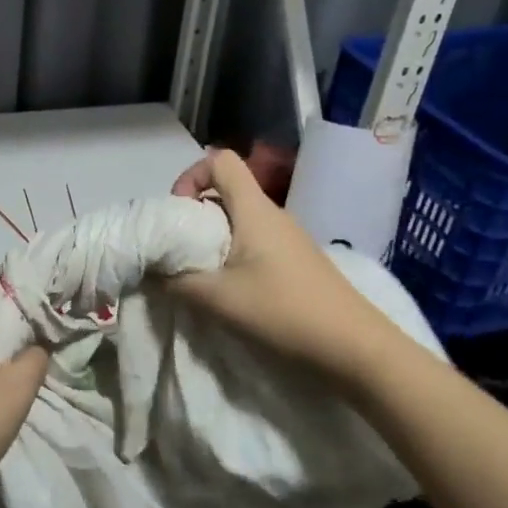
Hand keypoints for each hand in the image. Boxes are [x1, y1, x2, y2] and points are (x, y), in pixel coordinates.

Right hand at [165, 148, 398, 388]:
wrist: (355, 348)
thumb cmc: (283, 311)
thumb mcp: (218, 299)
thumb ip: (177, 281)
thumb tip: (152, 271)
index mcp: (254, 209)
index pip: (221, 160)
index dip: (192, 176)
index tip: (177, 212)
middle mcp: (272, 214)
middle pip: (227, 190)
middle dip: (195, 212)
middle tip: (180, 248)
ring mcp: (288, 237)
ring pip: (240, 218)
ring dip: (214, 237)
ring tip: (202, 273)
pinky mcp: (297, 260)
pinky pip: (255, 241)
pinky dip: (234, 254)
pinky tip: (232, 289)